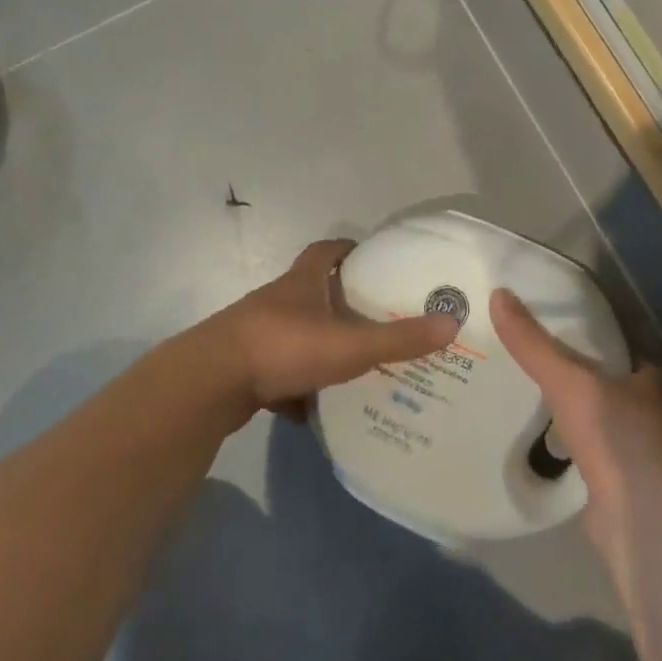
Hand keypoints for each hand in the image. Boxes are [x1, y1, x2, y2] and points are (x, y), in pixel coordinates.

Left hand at [197, 239, 459, 424]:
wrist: (210, 383)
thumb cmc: (284, 347)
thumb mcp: (350, 343)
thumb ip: (399, 338)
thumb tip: (451, 323)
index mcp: (302, 282)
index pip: (326, 251)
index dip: (348, 250)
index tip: (370, 259)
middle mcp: (278, 301)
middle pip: (312, 292)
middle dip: (340, 303)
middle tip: (375, 318)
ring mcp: (257, 334)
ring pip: (295, 335)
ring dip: (319, 346)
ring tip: (353, 365)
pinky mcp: (243, 369)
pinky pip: (277, 374)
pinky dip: (296, 387)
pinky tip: (314, 410)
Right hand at [489, 288, 661, 573]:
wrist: (637, 515)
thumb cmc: (613, 434)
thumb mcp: (566, 379)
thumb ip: (533, 344)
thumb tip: (498, 294)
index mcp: (647, 387)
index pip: (638, 361)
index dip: (617, 352)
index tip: (586, 341)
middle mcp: (650, 421)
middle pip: (622, 395)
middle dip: (595, 387)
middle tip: (554, 373)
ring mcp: (639, 461)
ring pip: (608, 431)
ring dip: (586, 423)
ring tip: (544, 410)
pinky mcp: (622, 493)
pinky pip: (595, 464)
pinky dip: (578, 458)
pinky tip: (550, 454)